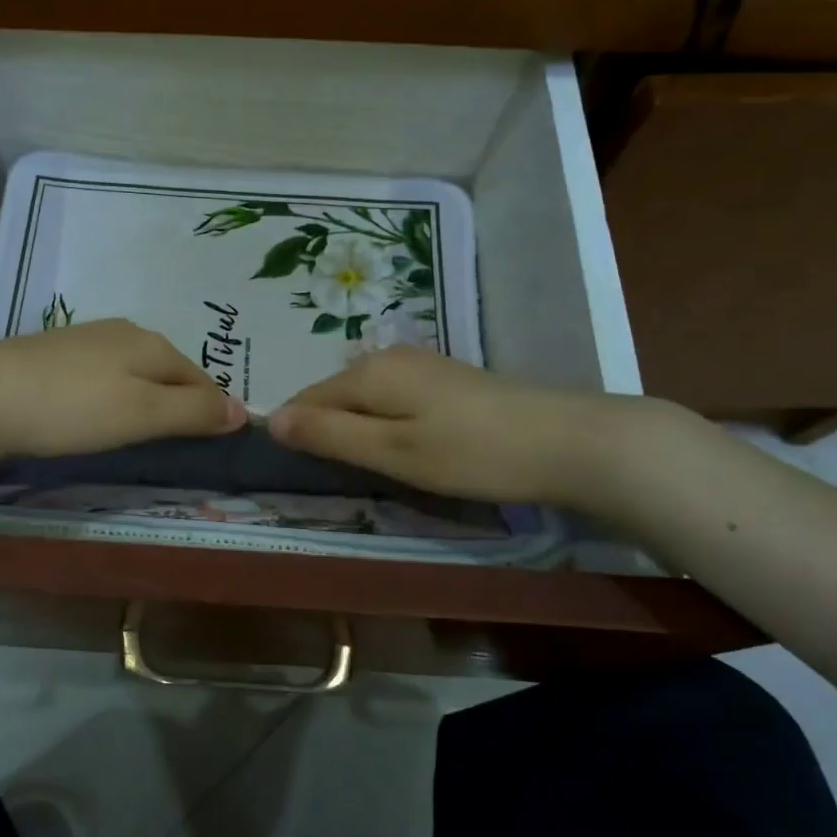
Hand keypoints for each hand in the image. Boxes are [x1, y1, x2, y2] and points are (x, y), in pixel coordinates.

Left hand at [0, 319, 246, 471]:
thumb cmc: (70, 408)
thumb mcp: (141, 413)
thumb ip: (192, 411)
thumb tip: (244, 411)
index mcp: (149, 343)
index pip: (200, 376)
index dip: (212, 408)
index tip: (215, 441)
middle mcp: (121, 332)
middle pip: (167, 369)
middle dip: (179, 401)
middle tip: (178, 441)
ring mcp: (82, 339)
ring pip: (132, 370)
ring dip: (144, 397)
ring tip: (139, 431)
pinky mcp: (50, 354)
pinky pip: (100, 374)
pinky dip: (110, 395)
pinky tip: (94, 414)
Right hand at [266, 346, 653, 508]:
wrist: (568, 442)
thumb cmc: (471, 453)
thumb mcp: (391, 452)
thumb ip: (329, 435)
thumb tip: (268, 419)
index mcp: (367, 373)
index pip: (304, 400)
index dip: (295, 434)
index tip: (300, 472)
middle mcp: (387, 358)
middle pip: (333, 396)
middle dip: (325, 431)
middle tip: (338, 478)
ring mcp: (419, 365)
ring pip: (363, 398)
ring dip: (356, 430)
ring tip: (370, 469)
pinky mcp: (444, 380)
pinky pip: (391, 399)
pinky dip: (385, 424)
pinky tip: (406, 449)